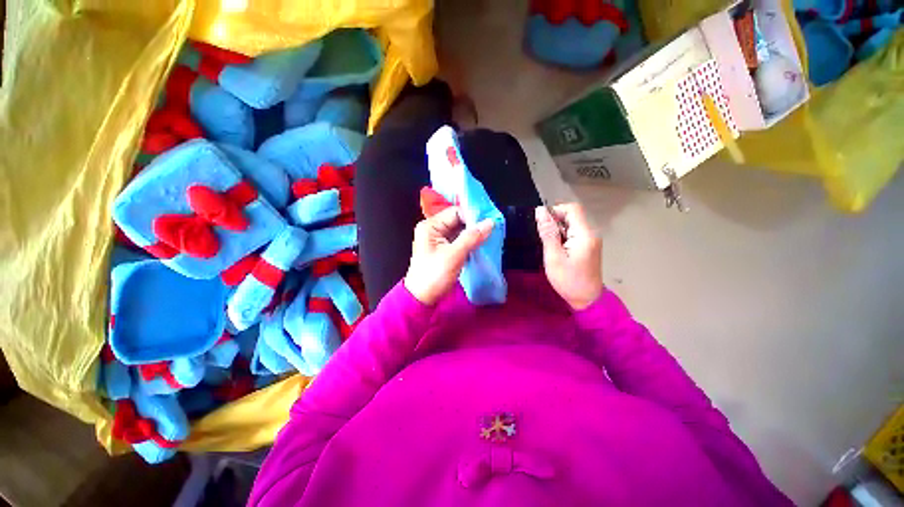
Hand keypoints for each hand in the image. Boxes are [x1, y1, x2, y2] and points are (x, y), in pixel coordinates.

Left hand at [404, 207, 493, 305]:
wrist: (422, 298)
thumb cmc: (434, 276)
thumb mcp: (454, 255)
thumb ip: (472, 237)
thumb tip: (490, 222)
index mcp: (430, 226)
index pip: (455, 212)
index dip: (472, 216)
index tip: (489, 224)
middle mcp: (433, 229)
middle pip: (458, 221)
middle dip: (474, 226)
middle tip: (491, 231)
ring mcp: (438, 240)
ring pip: (460, 231)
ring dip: (473, 235)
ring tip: (488, 238)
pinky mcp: (443, 249)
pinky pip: (459, 241)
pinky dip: (469, 243)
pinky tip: (480, 246)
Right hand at [535, 203, 602, 310]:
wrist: (586, 299)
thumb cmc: (568, 280)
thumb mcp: (553, 257)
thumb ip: (548, 233)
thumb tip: (540, 211)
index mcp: (584, 234)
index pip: (572, 209)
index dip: (555, 211)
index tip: (542, 224)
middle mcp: (591, 233)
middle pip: (572, 215)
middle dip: (555, 221)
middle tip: (544, 238)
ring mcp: (591, 240)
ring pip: (572, 224)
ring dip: (558, 229)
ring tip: (550, 246)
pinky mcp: (588, 246)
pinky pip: (574, 233)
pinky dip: (563, 236)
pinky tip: (557, 249)